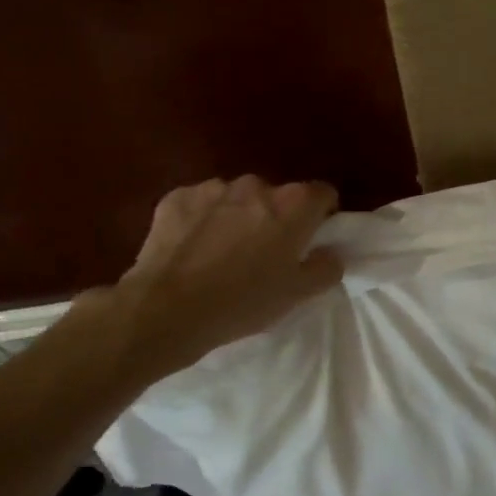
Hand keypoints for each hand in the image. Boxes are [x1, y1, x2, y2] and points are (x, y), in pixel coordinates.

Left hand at [89, 175, 343, 385]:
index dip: (321, 216)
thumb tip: (330, 253)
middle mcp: (257, 185)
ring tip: (223, 254)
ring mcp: (214, 188)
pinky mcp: (177, 197)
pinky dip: (203, 220)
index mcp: (294, 204)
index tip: (310, 241)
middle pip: (278, 196)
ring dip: (238, 217)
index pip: (323, 194)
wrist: (165, 310)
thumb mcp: (298, 294)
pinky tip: (193, 251)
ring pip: (238, 199)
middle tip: (264, 254)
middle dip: (276, 218)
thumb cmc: (243, 302)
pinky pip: (201, 204)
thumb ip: (326, 267)